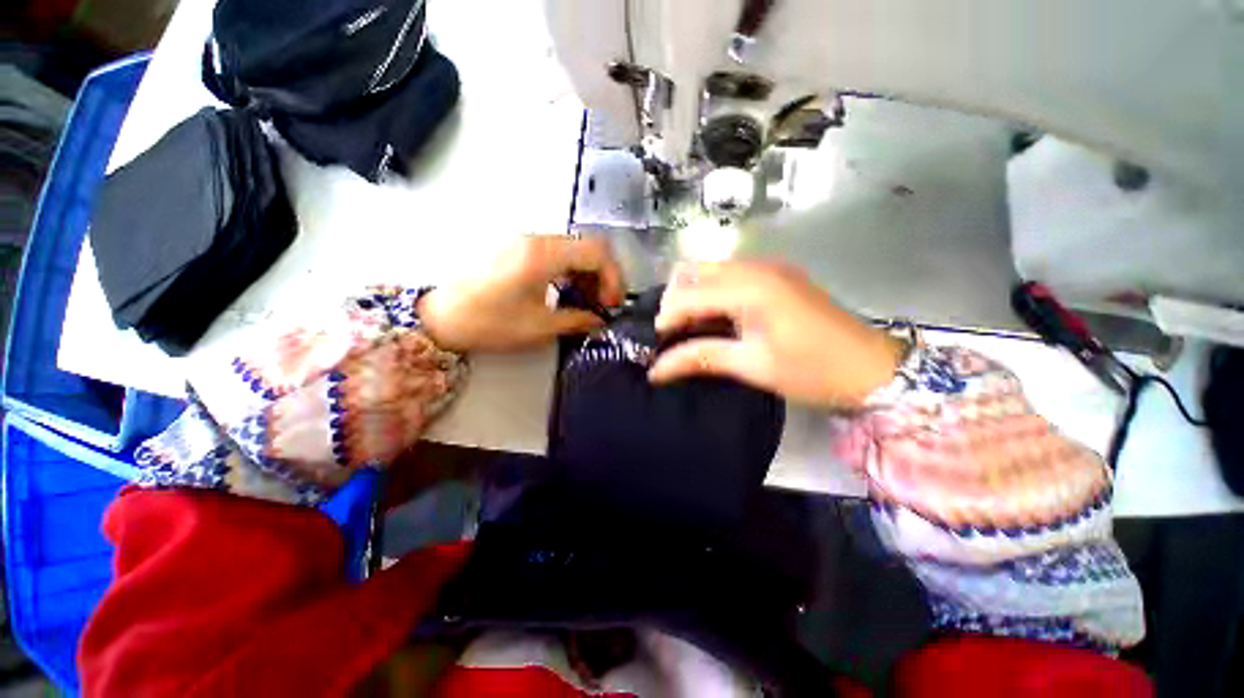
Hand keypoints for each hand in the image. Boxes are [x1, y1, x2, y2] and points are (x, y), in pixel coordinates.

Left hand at [418, 235, 625, 352]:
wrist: (440, 316)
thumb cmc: (489, 323)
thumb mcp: (539, 327)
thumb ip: (578, 320)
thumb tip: (600, 320)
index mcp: (543, 255)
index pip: (597, 252)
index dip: (613, 277)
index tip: (612, 303)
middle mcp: (537, 239)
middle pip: (588, 246)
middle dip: (603, 275)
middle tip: (603, 303)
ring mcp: (525, 240)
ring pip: (573, 248)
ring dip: (587, 273)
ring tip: (587, 301)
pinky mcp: (517, 248)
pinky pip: (556, 252)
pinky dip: (570, 270)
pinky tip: (567, 291)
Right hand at [649, 261, 904, 407]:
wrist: (874, 367)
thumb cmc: (814, 370)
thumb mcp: (753, 366)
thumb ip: (701, 358)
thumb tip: (656, 370)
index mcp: (751, 287)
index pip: (689, 295)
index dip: (666, 319)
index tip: (655, 346)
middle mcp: (755, 267)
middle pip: (693, 272)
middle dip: (673, 301)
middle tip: (671, 335)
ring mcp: (767, 268)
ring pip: (709, 271)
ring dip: (690, 296)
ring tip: (687, 329)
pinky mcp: (775, 276)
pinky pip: (727, 276)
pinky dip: (710, 294)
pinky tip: (712, 319)